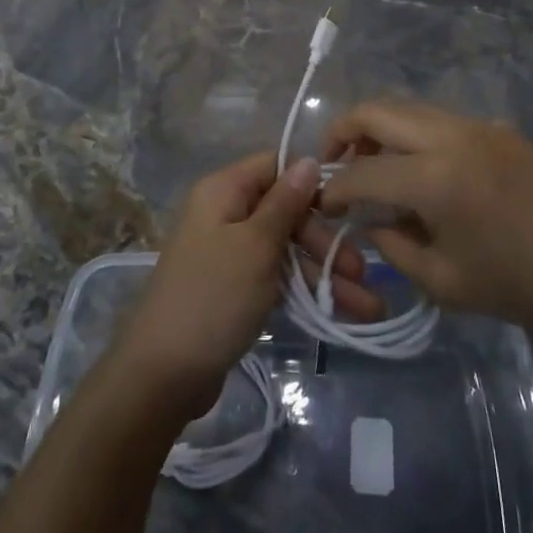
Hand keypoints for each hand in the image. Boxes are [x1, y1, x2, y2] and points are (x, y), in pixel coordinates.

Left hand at [113, 152, 383, 417]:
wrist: (163, 374)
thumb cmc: (213, 297)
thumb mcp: (255, 245)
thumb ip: (285, 202)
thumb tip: (307, 158)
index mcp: (223, 191)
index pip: (274, 167)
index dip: (310, 182)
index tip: (348, 206)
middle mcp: (225, 214)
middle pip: (285, 212)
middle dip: (325, 241)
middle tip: (360, 271)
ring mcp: (229, 253)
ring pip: (285, 250)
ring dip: (323, 273)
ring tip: (368, 305)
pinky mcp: (234, 289)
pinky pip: (276, 277)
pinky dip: (304, 291)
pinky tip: (338, 312)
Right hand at [321, 102, 532, 335]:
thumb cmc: (523, 284)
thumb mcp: (446, 283)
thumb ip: (395, 245)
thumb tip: (369, 219)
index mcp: (435, 178)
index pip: (362, 171)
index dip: (333, 188)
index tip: (322, 204)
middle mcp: (450, 136)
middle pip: (377, 110)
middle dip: (343, 132)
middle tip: (332, 163)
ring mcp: (476, 125)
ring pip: (407, 107)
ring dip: (378, 128)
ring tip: (371, 164)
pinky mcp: (496, 127)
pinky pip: (438, 118)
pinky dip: (411, 132)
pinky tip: (418, 168)